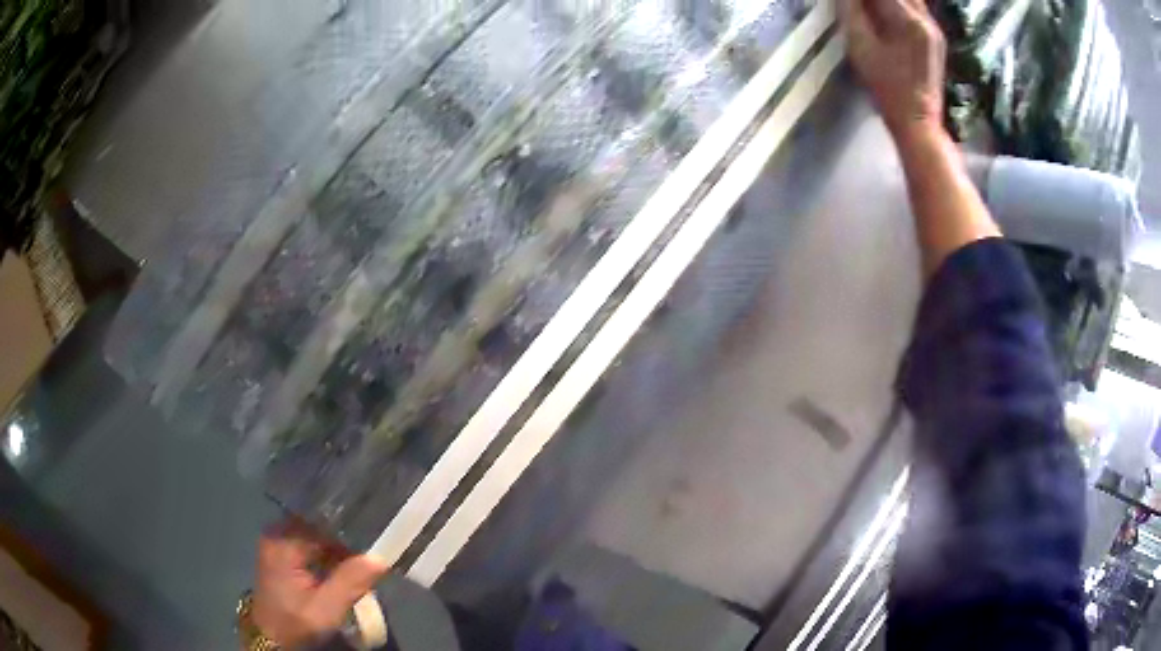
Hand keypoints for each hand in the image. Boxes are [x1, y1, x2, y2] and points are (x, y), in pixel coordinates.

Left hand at [251, 521, 388, 648]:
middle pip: (319, 525)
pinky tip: (342, 568)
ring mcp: (277, 543)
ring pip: (316, 535)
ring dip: (338, 548)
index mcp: (283, 541)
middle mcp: (277, 533)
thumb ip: (349, 583)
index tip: (374, 544)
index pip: (323, 523)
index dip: (350, 532)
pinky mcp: (280, 554)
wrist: (272, 639)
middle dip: (345, 539)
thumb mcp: (326, 610)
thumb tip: (380, 558)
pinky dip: (327, 554)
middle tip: (372, 554)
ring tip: (361, 562)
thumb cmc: (296, 624)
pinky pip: (310, 544)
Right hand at [843, 0, 945, 143]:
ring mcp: (934, 28)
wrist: (919, 121)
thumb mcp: (860, 47)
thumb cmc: (886, 88)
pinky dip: (899, 5)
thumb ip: (852, 11)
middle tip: (859, 5)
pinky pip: (916, 8)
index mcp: (908, 20)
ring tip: (870, 9)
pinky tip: (885, 14)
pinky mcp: (936, 38)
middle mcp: (925, 19)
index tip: (850, 2)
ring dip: (887, 2)